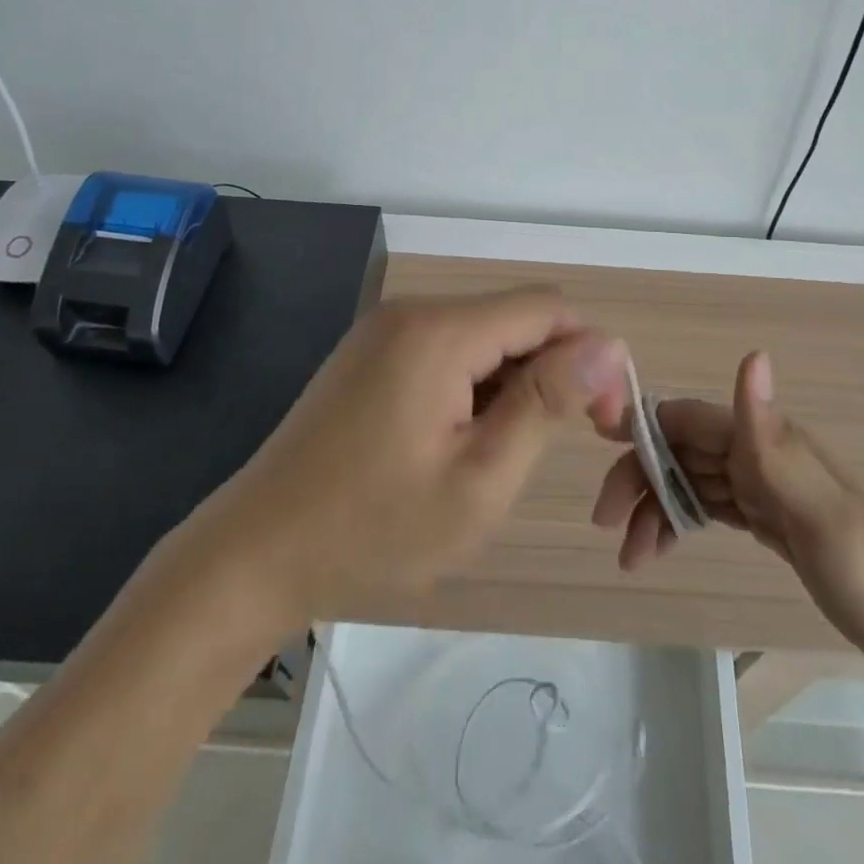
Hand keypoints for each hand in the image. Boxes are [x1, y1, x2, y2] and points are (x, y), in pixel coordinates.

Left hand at [186, 288, 628, 626]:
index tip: (601, 421)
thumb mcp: (480, 479)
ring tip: (494, 455)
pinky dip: (472, 385)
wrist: (254, 554)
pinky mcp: (369, 354)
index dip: (588, 355)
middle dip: (550, 370)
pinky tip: (455, 441)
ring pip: (482, 335)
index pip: (547, 309)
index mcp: (440, 331)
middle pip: (514, 318)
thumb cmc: (373, 528)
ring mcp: (384, 330)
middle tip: (549, 448)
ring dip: (510, 383)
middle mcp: (412, 312)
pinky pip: (445, 350)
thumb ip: (547, 403)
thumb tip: (609, 345)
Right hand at [589, 351, 863, 702]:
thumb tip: (751, 353)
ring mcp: (770, 491)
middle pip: (682, 451)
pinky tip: (665, 546)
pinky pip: (713, 508)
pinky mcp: (775, 524)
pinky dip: (682, 522)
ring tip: (631, 557)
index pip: (687, 420)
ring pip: (693, 482)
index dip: (641, 429)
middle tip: (608, 527)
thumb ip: (774, 442)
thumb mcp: (823, 516)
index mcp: (770, 444)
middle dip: (641, 479)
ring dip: (657, 508)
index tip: (596, 452)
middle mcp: (765, 456)